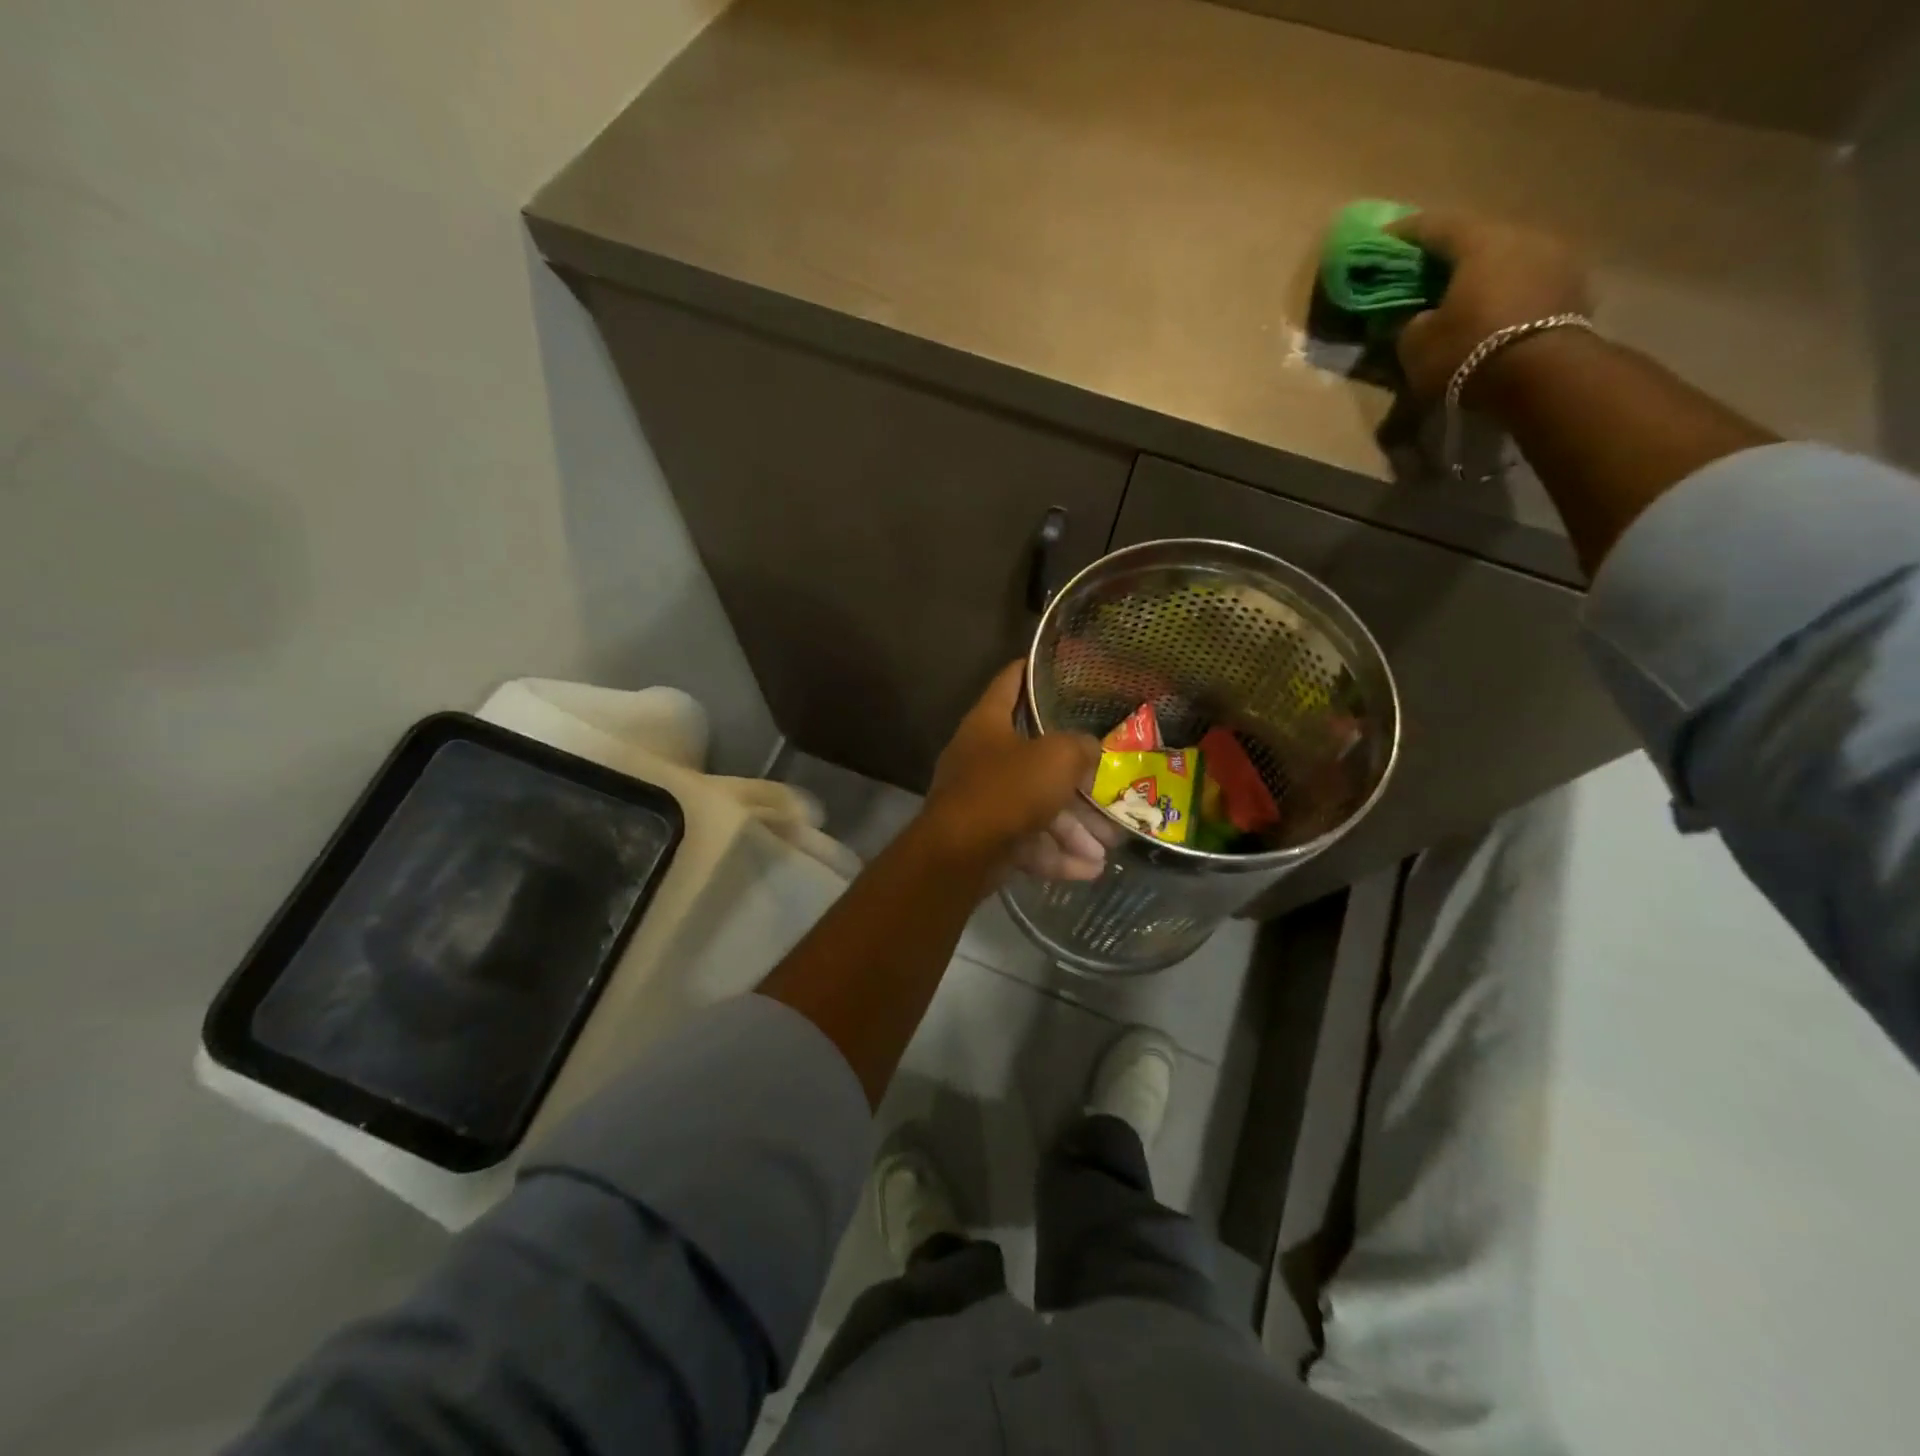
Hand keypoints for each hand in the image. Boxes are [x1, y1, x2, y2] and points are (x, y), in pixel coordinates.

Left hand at [923, 661, 1105, 881]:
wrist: (958, 855)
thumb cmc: (1007, 790)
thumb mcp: (1057, 758)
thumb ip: (1081, 747)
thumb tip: (1092, 750)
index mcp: (988, 723)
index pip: (1010, 682)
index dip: (1032, 669)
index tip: (1058, 666)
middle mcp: (981, 757)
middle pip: (1036, 759)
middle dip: (1076, 782)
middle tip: (1110, 792)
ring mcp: (981, 800)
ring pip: (1036, 807)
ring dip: (1073, 829)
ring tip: (1107, 848)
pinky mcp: (985, 838)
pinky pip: (1027, 841)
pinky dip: (1055, 854)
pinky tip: (1087, 870)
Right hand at [1386, 212, 1592, 402]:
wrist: (1543, 376)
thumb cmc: (1468, 350)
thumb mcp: (1416, 344)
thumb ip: (1410, 322)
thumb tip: (1416, 317)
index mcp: (1481, 241)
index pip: (1436, 225)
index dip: (1406, 232)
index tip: (1384, 239)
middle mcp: (1524, 236)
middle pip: (1478, 239)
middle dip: (1449, 255)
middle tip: (1424, 273)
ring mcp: (1557, 259)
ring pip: (1507, 260)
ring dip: (1483, 275)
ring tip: (1461, 298)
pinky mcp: (1574, 288)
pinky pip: (1528, 283)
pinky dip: (1506, 294)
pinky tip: (1491, 314)